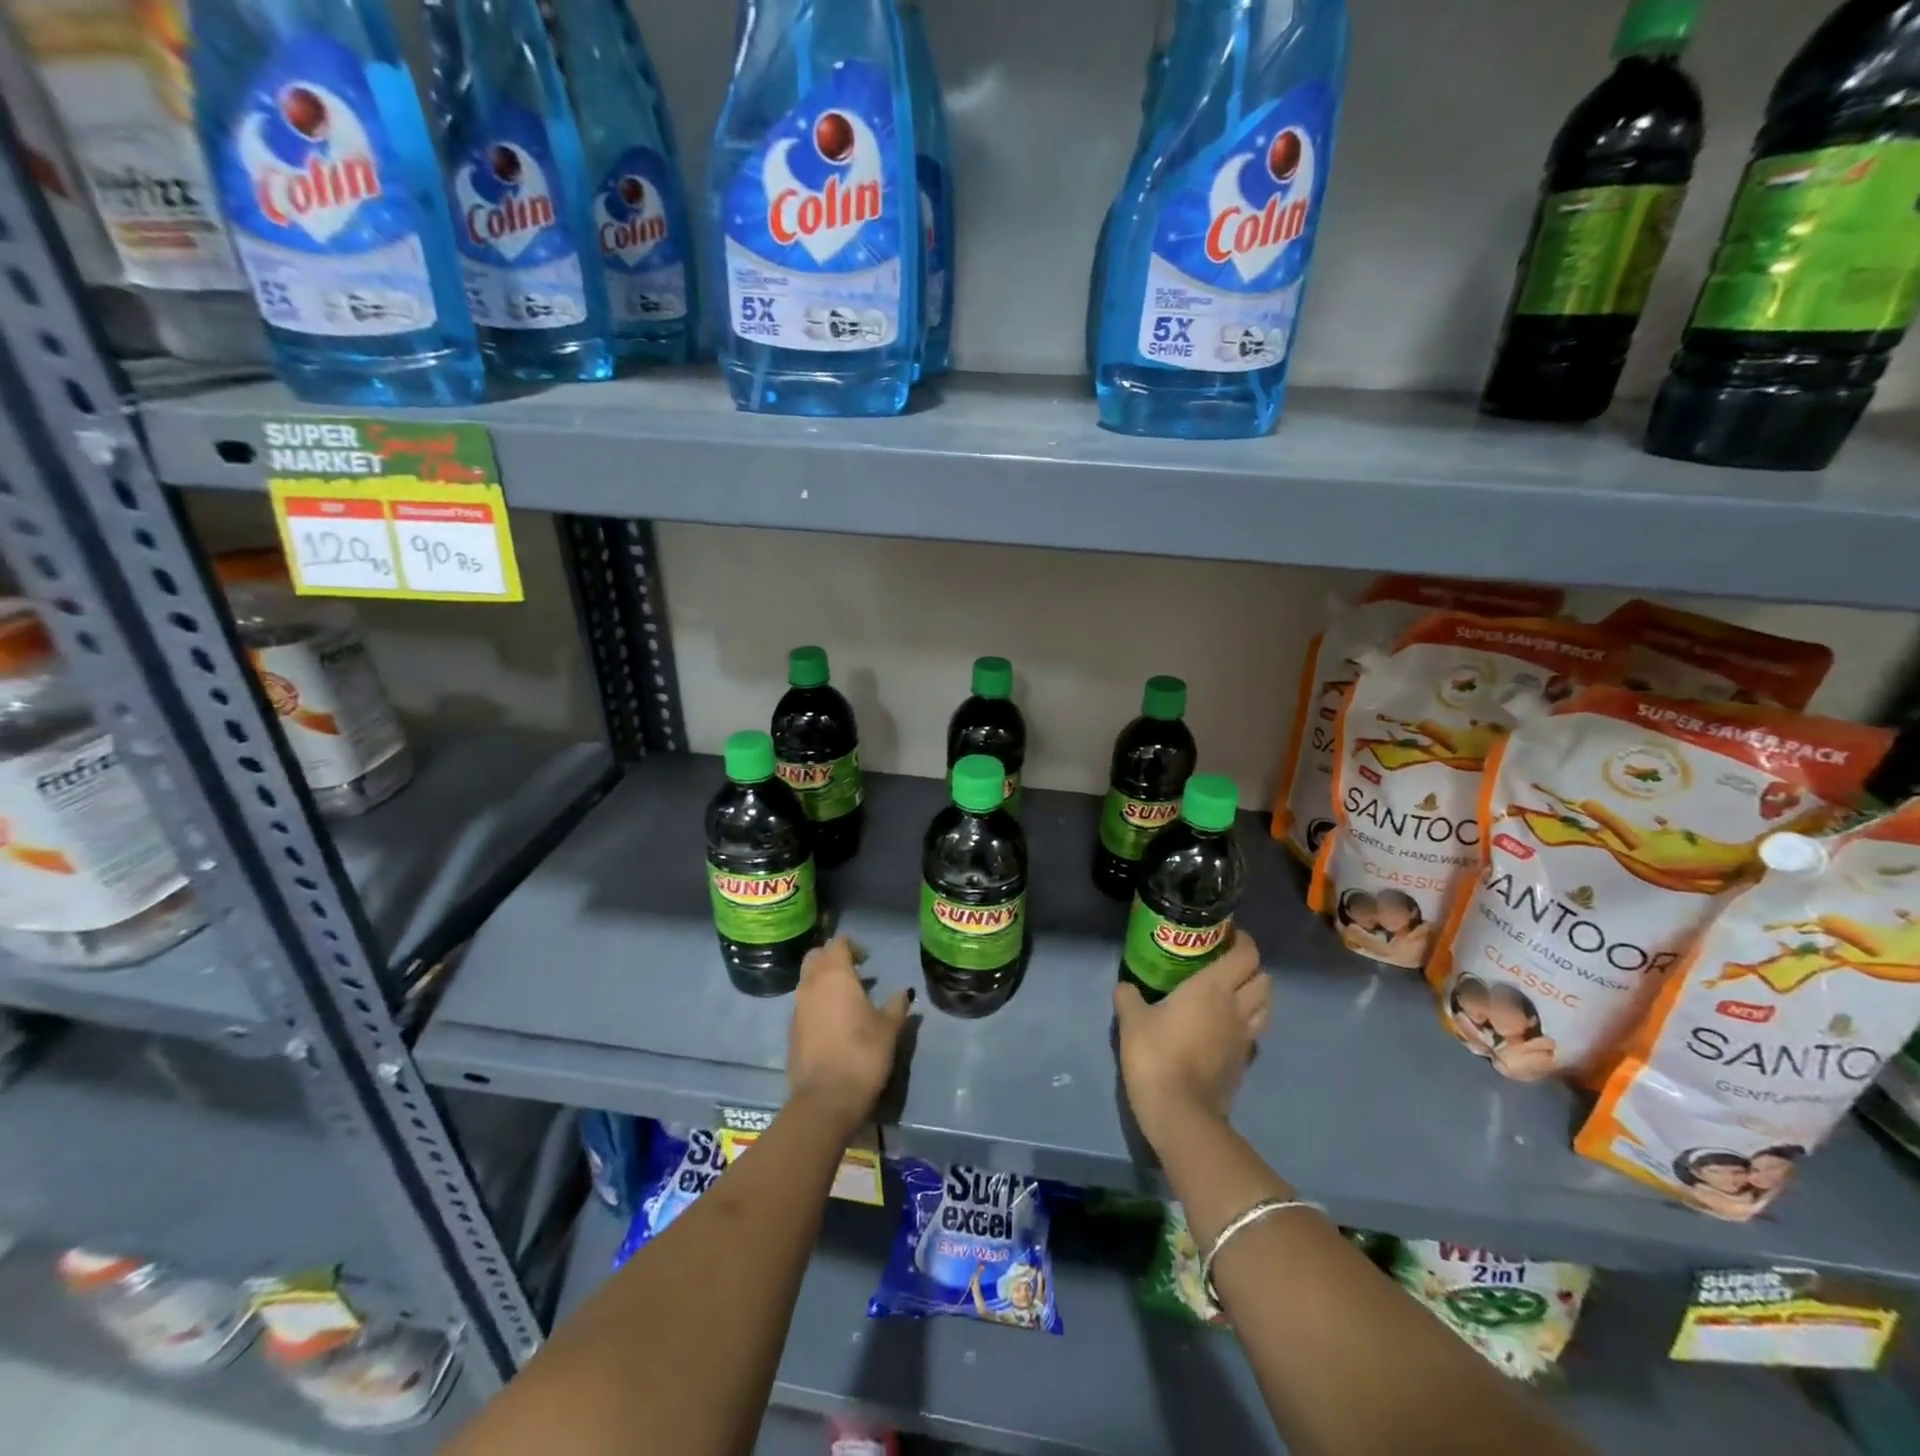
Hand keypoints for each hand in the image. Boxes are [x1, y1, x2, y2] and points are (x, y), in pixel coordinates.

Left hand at [788, 937, 910, 1135]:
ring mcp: (797, 1008)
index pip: (837, 944)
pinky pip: (803, 1003)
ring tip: (847, 996)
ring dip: (823, 980)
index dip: (852, 945)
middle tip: (854, 970)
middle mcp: (811, 984)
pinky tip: (834, 1020)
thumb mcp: (888, 1028)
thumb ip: (896, 1005)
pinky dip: (817, 1002)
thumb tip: (904, 992)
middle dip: (832, 957)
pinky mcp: (791, 1030)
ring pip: (807, 980)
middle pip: (816, 957)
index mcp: (835, 975)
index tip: (867, 957)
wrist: (826, 1099)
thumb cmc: (863, 1054)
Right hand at [1113, 931, 1269, 1151]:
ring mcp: (1244, 1037)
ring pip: (1266, 1006)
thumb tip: (1125, 986)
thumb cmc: (1156, 1054)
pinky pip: (1255, 1034)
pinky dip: (1248, 1024)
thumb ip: (1129, 996)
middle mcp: (1236, 1007)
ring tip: (1233, 993)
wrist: (1179, 1111)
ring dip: (1256, 995)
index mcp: (1213, 988)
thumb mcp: (1132, 1020)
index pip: (1246, 955)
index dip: (1243, 941)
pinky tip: (1227, 1027)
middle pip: (1264, 979)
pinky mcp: (1244, 1063)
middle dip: (1252, 968)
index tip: (1228, 934)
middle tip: (1227, 964)